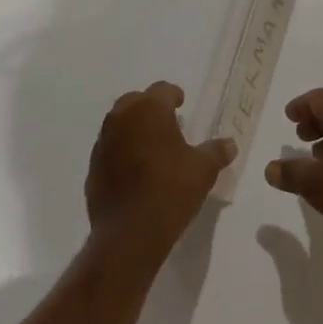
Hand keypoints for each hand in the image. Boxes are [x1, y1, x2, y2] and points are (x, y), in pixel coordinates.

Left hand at [85, 82, 233, 254]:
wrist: (129, 234)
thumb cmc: (171, 191)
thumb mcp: (203, 170)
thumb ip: (216, 151)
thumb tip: (230, 144)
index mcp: (149, 110)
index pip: (162, 89)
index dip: (174, 95)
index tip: (182, 104)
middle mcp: (121, 118)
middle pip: (136, 101)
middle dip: (151, 108)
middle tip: (168, 123)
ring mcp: (103, 142)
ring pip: (120, 124)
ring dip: (135, 129)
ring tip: (153, 147)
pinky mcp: (93, 167)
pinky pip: (110, 149)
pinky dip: (123, 151)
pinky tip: (137, 170)